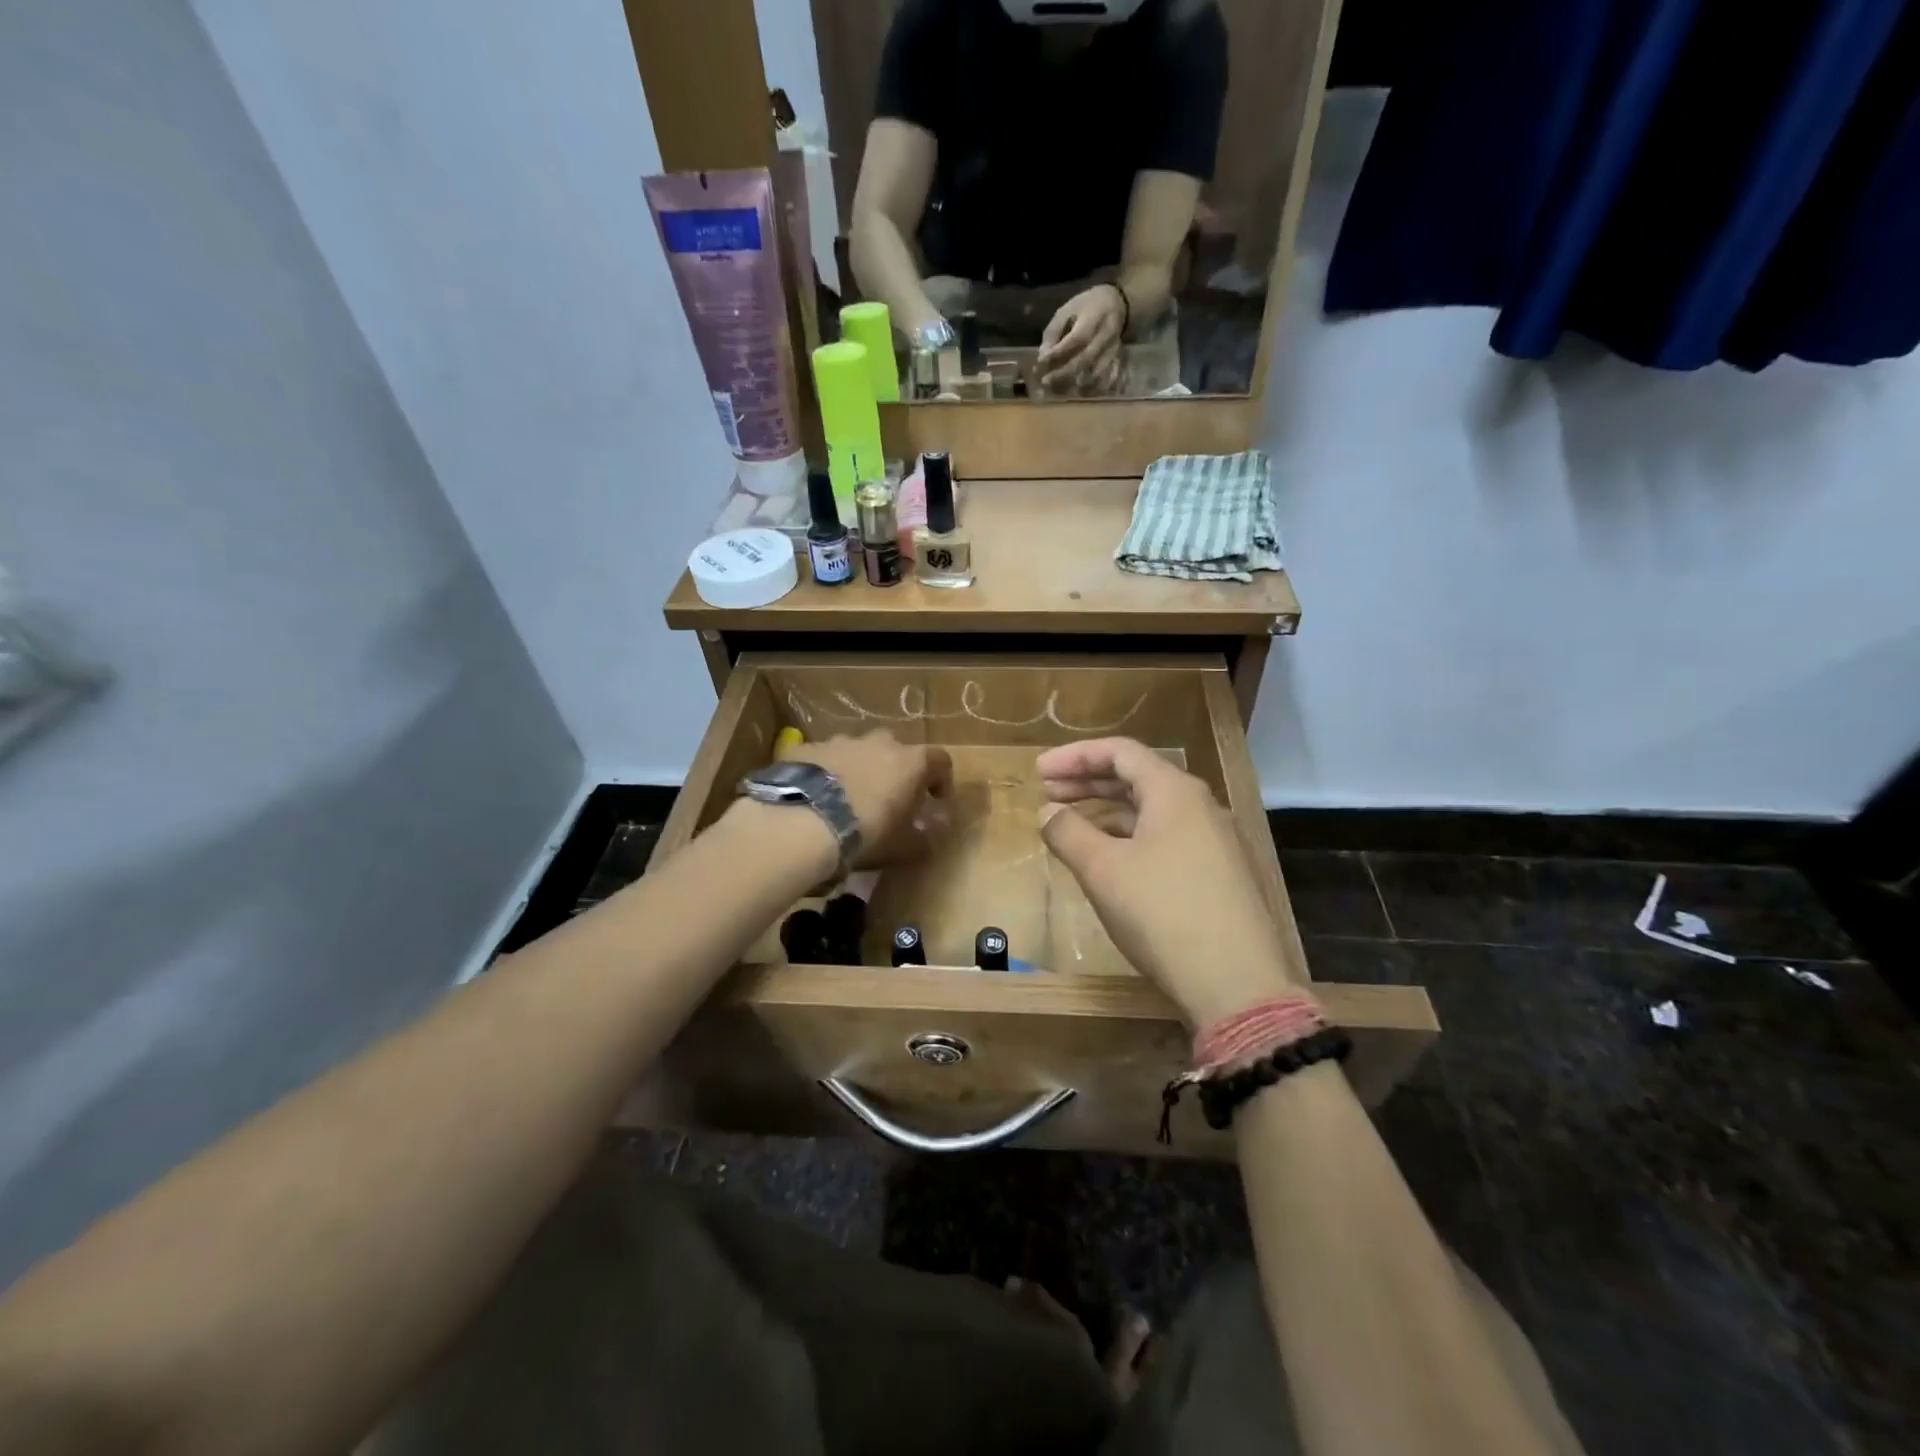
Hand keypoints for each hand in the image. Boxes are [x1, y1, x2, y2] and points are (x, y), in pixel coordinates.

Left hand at [795, 731, 952, 866]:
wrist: (804, 822)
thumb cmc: (866, 833)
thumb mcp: (903, 847)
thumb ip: (923, 839)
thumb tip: (931, 835)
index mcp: (910, 762)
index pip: (940, 760)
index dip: (941, 780)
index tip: (935, 801)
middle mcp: (879, 743)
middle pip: (895, 749)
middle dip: (895, 770)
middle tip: (888, 798)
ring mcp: (841, 741)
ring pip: (858, 750)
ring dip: (859, 768)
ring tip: (848, 798)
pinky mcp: (808, 748)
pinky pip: (825, 758)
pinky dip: (827, 772)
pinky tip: (817, 796)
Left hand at [1036, 285, 1126, 393]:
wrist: (1118, 303)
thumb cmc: (1087, 306)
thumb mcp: (1067, 309)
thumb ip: (1054, 331)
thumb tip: (1043, 356)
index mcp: (1094, 317)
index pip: (1076, 339)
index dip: (1058, 352)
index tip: (1041, 362)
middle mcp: (1106, 334)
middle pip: (1085, 359)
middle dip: (1063, 372)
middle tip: (1045, 381)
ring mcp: (1114, 348)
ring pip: (1095, 372)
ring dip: (1076, 382)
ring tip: (1058, 389)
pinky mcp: (1117, 359)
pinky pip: (1107, 377)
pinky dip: (1093, 388)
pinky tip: (1079, 392)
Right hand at [1037, 737, 1298, 1026]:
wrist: (1236, 983)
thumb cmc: (1162, 913)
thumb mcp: (1103, 870)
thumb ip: (1069, 832)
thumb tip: (1048, 811)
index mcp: (1174, 792)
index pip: (1119, 753)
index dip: (1075, 756)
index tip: (1039, 771)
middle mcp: (1199, 806)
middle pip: (1136, 777)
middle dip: (1088, 781)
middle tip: (1047, 792)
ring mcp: (1213, 841)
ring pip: (1151, 810)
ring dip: (1107, 811)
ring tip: (1070, 825)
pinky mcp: (1217, 873)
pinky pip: (1165, 837)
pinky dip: (1129, 837)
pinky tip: (1108, 859)